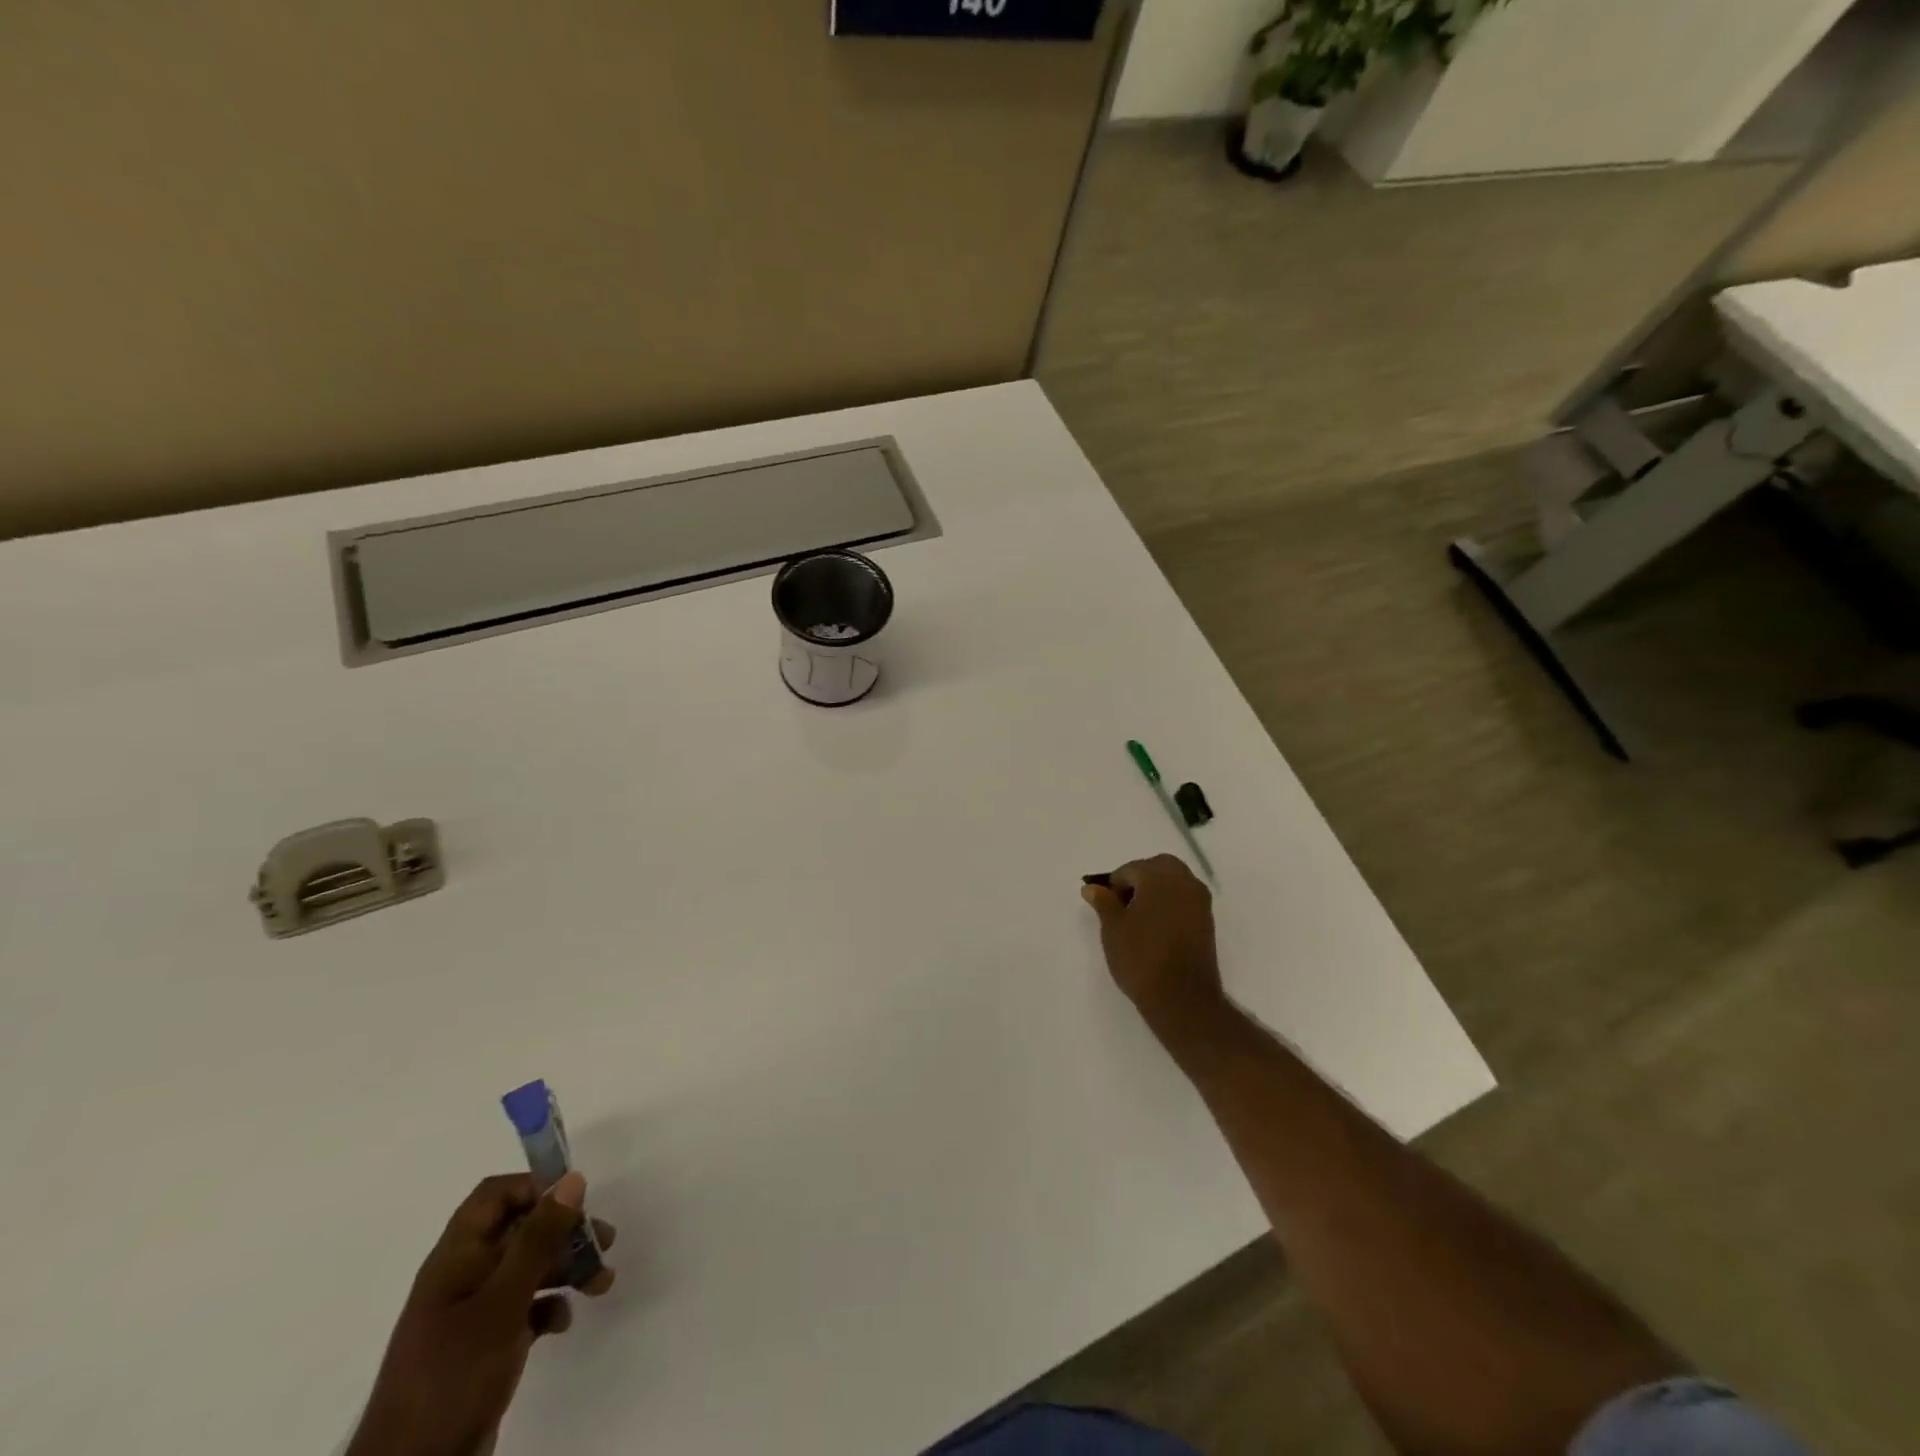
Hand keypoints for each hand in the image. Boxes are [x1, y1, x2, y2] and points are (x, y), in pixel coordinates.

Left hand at [347, 1172, 617, 1455]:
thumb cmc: (454, 1375)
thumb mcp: (502, 1301)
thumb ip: (538, 1238)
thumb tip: (572, 1179)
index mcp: (455, 1259)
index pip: (494, 1196)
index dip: (533, 1187)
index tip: (574, 1201)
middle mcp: (463, 1278)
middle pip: (520, 1230)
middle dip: (564, 1232)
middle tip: (604, 1241)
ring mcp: (472, 1315)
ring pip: (528, 1269)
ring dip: (566, 1269)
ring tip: (601, 1283)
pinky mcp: (483, 1349)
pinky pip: (524, 1309)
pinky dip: (549, 1307)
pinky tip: (562, 1323)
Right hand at [1082, 854, 1225, 1033]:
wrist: (1182, 998)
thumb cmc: (1141, 957)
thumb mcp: (1112, 928)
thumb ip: (1103, 902)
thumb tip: (1092, 887)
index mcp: (1159, 874)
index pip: (1129, 870)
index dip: (1113, 887)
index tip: (1105, 909)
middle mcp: (1184, 879)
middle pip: (1155, 869)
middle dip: (1136, 883)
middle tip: (1120, 910)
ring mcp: (1200, 900)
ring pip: (1172, 883)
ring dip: (1154, 893)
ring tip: (1137, 922)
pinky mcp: (1208, 920)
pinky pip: (1183, 901)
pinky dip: (1168, 906)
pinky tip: (1155, 930)